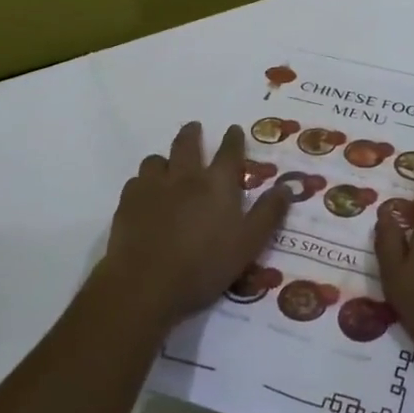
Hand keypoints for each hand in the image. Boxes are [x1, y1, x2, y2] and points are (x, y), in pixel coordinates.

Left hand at [90, 121, 291, 338]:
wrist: (145, 285)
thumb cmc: (203, 266)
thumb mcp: (248, 245)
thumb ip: (268, 214)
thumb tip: (286, 187)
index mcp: (217, 184)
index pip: (229, 152)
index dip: (233, 139)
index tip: (233, 129)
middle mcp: (185, 177)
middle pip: (187, 144)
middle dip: (193, 133)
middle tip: (194, 128)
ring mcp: (152, 187)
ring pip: (156, 160)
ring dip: (165, 159)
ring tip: (167, 165)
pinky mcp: (127, 203)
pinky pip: (135, 181)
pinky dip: (143, 182)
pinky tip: (145, 194)